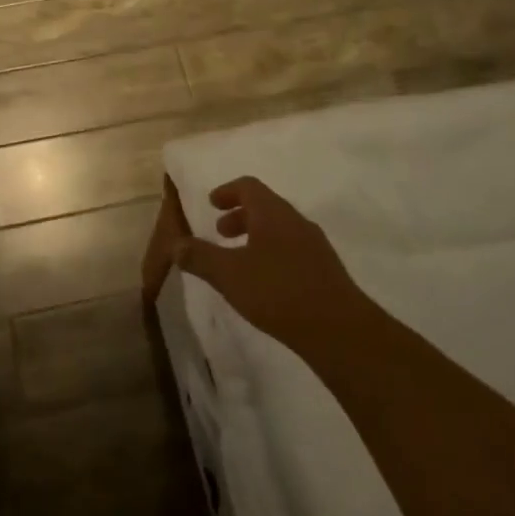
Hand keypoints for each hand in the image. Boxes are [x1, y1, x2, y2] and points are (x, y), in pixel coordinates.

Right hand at [172, 177, 367, 357]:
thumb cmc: (278, 292)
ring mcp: (315, 244)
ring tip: (239, 260)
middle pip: (265, 206)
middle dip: (239, 215)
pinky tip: (264, 281)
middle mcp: (296, 221)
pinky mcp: (325, 269)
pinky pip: (292, 248)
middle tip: (220, 233)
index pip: (248, 186)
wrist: (339, 329)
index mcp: (273, 213)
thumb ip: (200, 257)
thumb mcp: (229, 275)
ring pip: (280, 228)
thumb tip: (176, 244)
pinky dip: (272, 252)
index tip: (211, 203)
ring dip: (256, 235)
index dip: (227, 191)